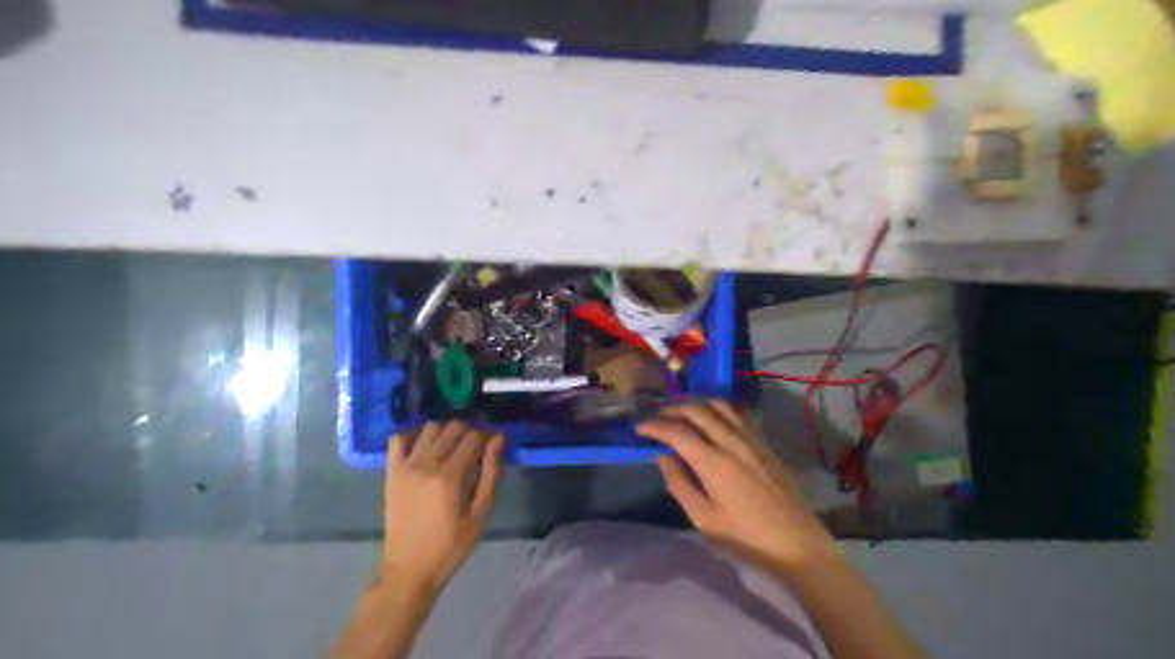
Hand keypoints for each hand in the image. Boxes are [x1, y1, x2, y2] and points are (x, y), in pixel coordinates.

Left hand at [382, 421, 498, 597]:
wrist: (408, 570)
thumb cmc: (451, 546)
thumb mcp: (480, 514)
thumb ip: (491, 473)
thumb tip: (498, 439)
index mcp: (450, 476)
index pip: (473, 437)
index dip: (487, 437)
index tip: (493, 447)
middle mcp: (426, 464)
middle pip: (452, 427)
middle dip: (468, 432)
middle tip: (474, 449)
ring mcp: (405, 466)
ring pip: (429, 428)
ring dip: (445, 432)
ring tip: (451, 449)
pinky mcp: (391, 472)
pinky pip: (398, 439)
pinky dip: (413, 437)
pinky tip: (424, 449)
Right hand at [640, 400, 839, 572]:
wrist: (798, 544)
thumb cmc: (747, 538)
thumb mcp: (704, 520)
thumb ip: (680, 485)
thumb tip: (662, 457)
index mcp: (714, 463)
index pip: (677, 431)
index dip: (654, 426)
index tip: (639, 429)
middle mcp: (732, 442)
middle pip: (697, 410)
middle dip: (672, 409)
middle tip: (656, 417)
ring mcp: (751, 439)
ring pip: (719, 406)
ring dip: (695, 404)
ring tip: (680, 412)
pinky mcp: (764, 443)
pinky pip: (736, 414)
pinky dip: (716, 408)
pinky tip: (710, 418)